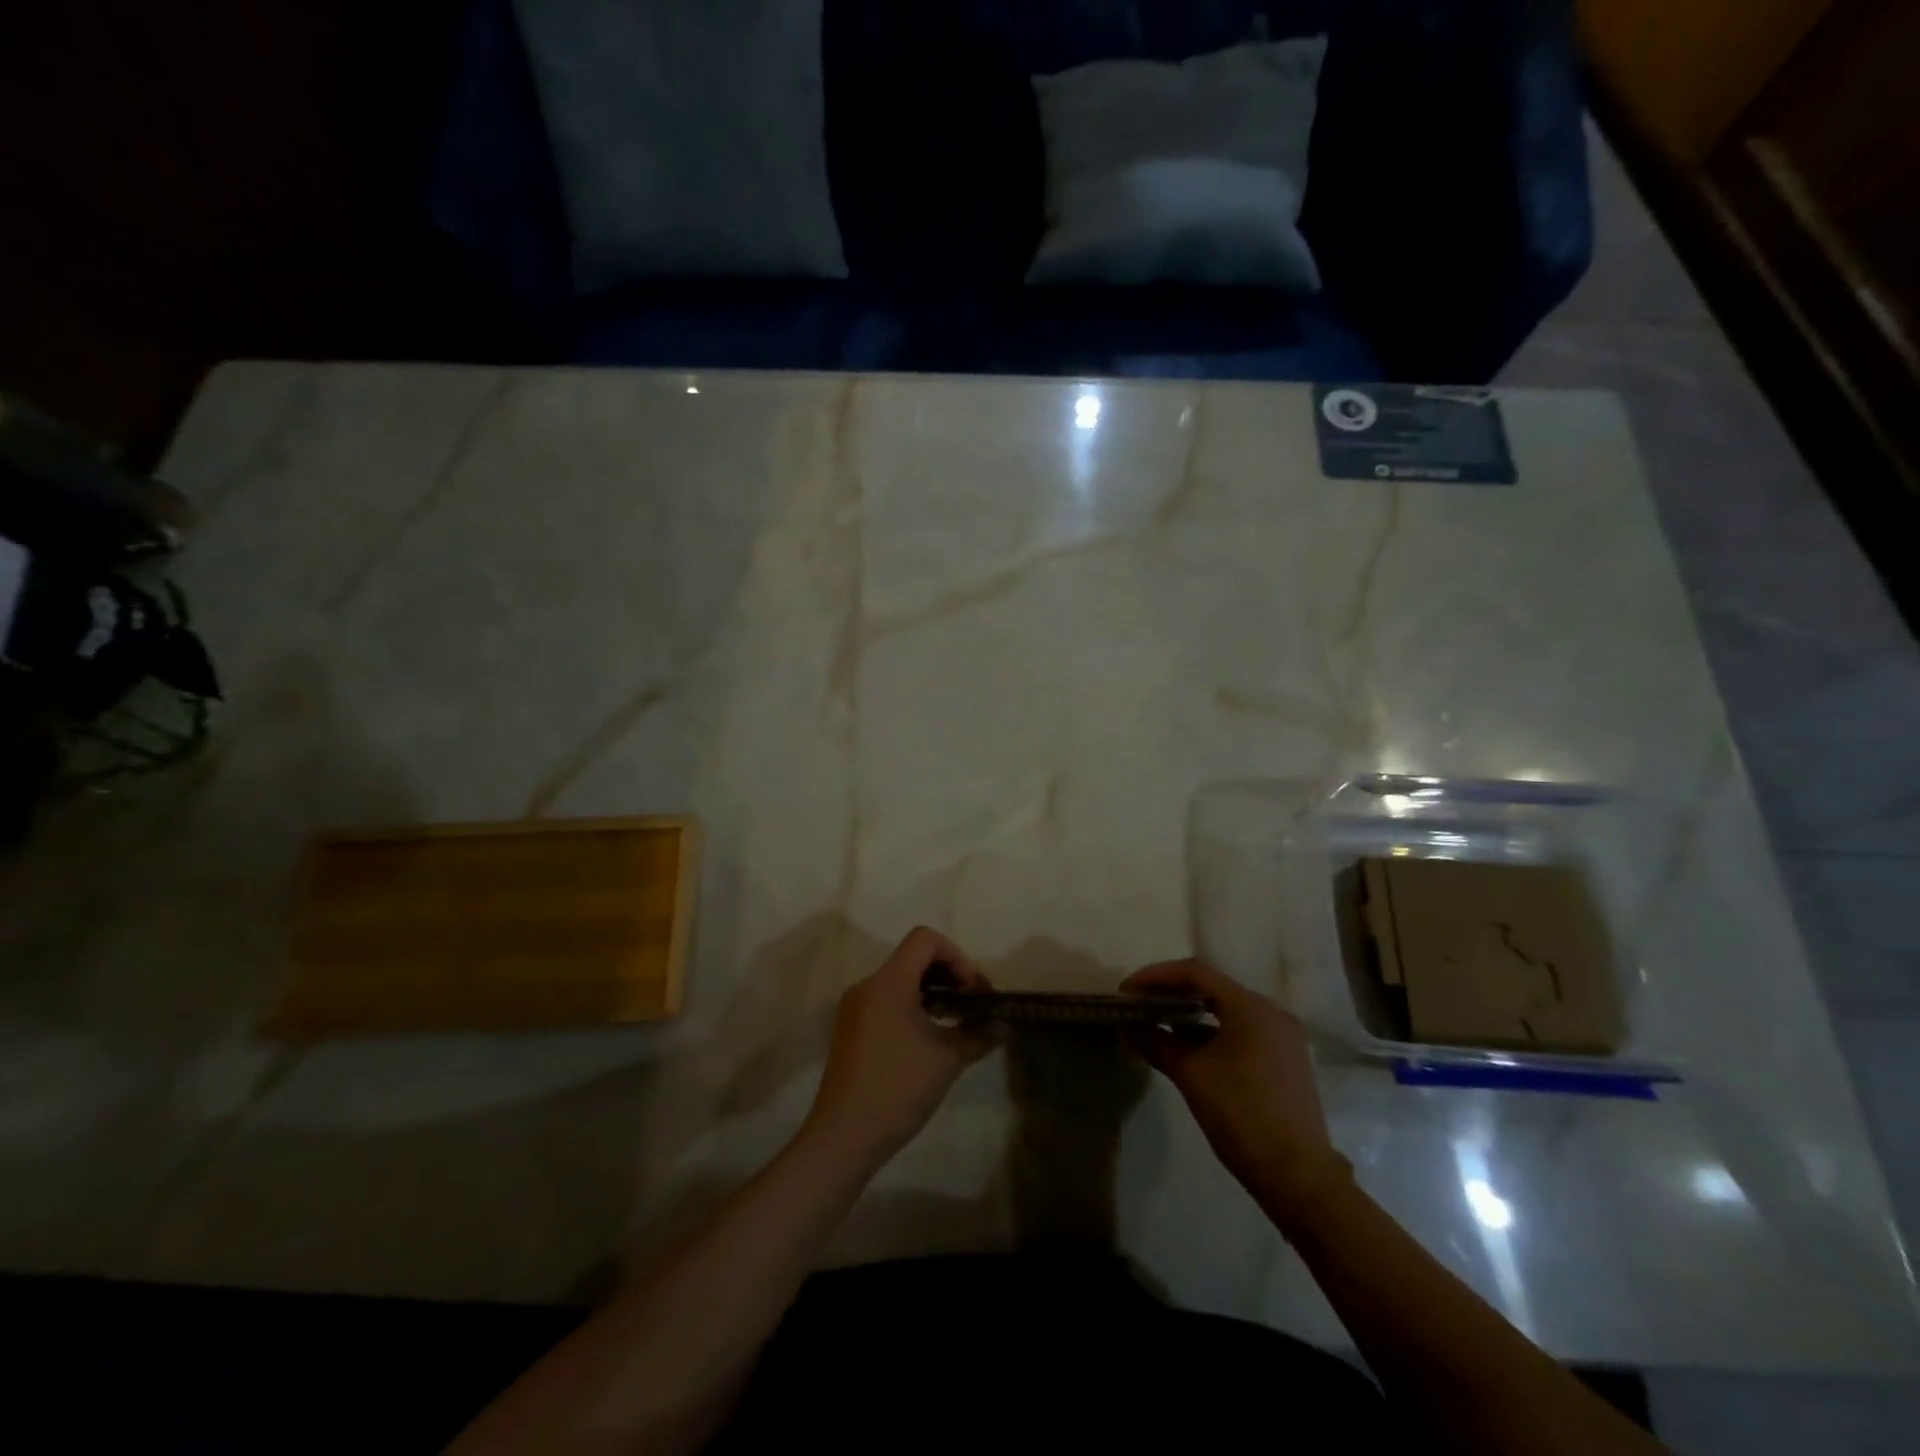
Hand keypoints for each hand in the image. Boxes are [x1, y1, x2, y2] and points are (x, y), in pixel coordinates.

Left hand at [800, 927, 996, 1170]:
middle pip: (913, 957)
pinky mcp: (850, 1029)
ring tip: (956, 1021)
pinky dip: (912, 1005)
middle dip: (949, 974)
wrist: (843, 1137)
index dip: (957, 957)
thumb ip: (978, 1034)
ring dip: (932, 991)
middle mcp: (867, 985)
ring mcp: (854, 1007)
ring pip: (899, 979)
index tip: (974, 991)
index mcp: (888, 982)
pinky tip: (929, 1037)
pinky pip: (886, 1000)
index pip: (925, 939)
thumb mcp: (947, 1060)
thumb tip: (1005, 1025)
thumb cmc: (897, 1089)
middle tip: (973, 1005)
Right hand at [1122, 959, 1349, 1223]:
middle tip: (1139, 1005)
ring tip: (1156, 1024)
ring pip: (1226, 1012)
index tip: (1128, 991)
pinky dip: (1210, 1035)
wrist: (1298, 1178)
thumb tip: (1129, 1027)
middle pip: (1213, 989)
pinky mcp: (1283, 1061)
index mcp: (1253, 1009)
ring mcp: (1281, 1038)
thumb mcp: (1192, 1075)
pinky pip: (1239, 1033)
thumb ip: (1157, 1043)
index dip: (1157, 976)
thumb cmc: (1242, 1116)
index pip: (1196, 974)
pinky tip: (1185, 1049)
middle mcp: (1272, 1014)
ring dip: (1189, 1016)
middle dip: (1172, 994)